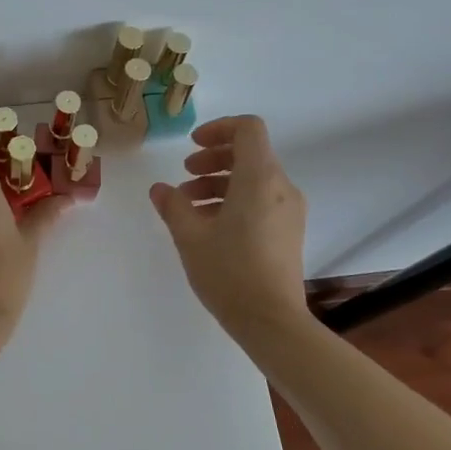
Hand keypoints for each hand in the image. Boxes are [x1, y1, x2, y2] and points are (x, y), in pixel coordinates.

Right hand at [149, 115, 308, 338]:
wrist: (271, 321)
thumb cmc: (229, 272)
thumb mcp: (190, 237)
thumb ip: (173, 205)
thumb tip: (160, 189)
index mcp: (259, 179)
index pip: (248, 129)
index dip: (219, 128)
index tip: (193, 147)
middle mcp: (281, 187)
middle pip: (250, 153)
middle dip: (214, 159)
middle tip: (185, 176)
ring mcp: (290, 210)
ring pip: (254, 178)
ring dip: (220, 182)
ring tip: (189, 206)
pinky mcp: (289, 231)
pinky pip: (262, 200)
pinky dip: (235, 200)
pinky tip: (210, 226)